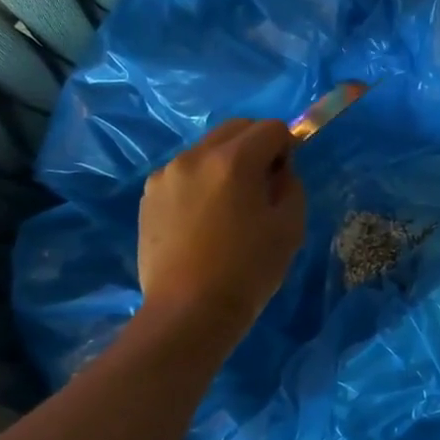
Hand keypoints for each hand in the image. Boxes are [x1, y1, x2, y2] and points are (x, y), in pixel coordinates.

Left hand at [138, 118, 305, 336]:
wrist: (189, 311)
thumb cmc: (248, 270)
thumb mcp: (290, 226)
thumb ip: (291, 185)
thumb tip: (279, 170)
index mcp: (234, 160)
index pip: (271, 128)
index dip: (287, 146)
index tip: (285, 176)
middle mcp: (195, 156)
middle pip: (236, 128)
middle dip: (256, 146)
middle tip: (263, 185)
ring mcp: (166, 175)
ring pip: (207, 149)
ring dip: (226, 163)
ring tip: (230, 206)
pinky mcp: (149, 196)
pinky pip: (184, 173)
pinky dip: (201, 182)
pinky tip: (204, 219)